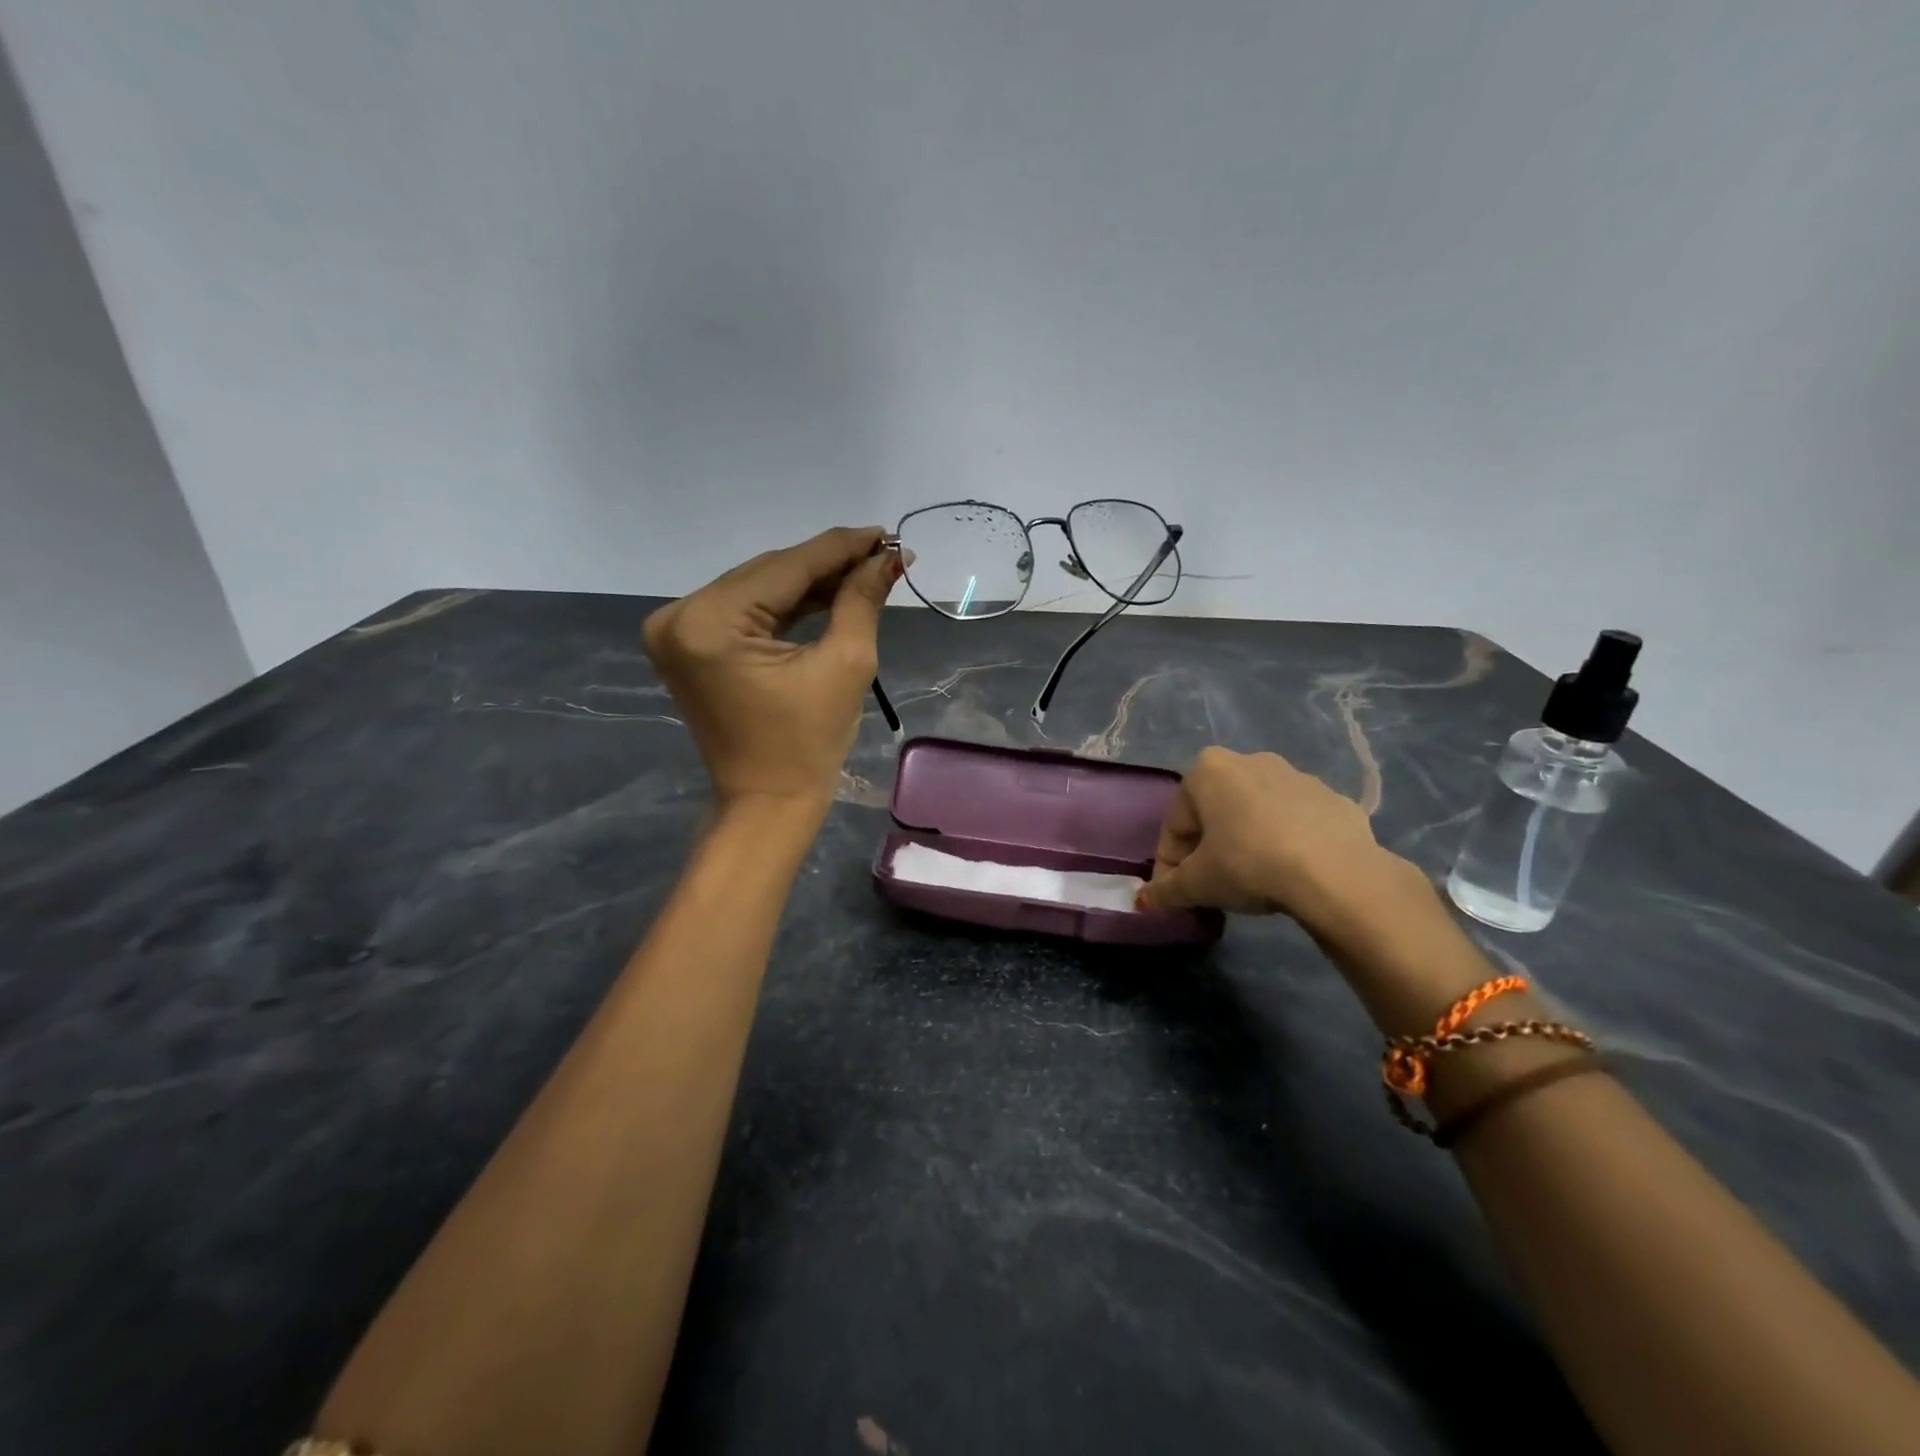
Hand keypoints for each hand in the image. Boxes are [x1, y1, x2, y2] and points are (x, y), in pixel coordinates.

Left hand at [644, 526, 898, 816]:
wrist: (766, 803)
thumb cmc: (808, 744)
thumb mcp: (844, 664)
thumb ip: (860, 600)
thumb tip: (888, 557)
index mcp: (709, 623)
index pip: (786, 568)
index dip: (842, 547)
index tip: (887, 533)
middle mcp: (679, 616)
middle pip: (768, 573)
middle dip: (827, 564)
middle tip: (882, 553)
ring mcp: (676, 631)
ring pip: (757, 588)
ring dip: (809, 581)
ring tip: (863, 571)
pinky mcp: (687, 645)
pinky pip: (744, 611)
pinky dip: (784, 604)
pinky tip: (827, 593)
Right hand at [1135, 747, 1427, 935]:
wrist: (1336, 873)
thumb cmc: (1248, 864)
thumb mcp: (1197, 884)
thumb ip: (1166, 891)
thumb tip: (1143, 902)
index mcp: (1207, 770)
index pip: (1175, 825)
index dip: (1170, 864)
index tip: (1175, 895)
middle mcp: (1249, 761)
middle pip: (1214, 814)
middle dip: (1208, 850)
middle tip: (1211, 888)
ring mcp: (1297, 776)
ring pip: (1256, 815)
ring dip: (1246, 843)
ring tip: (1252, 884)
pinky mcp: (1334, 798)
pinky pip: (1297, 823)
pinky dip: (1287, 844)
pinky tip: (1291, 875)